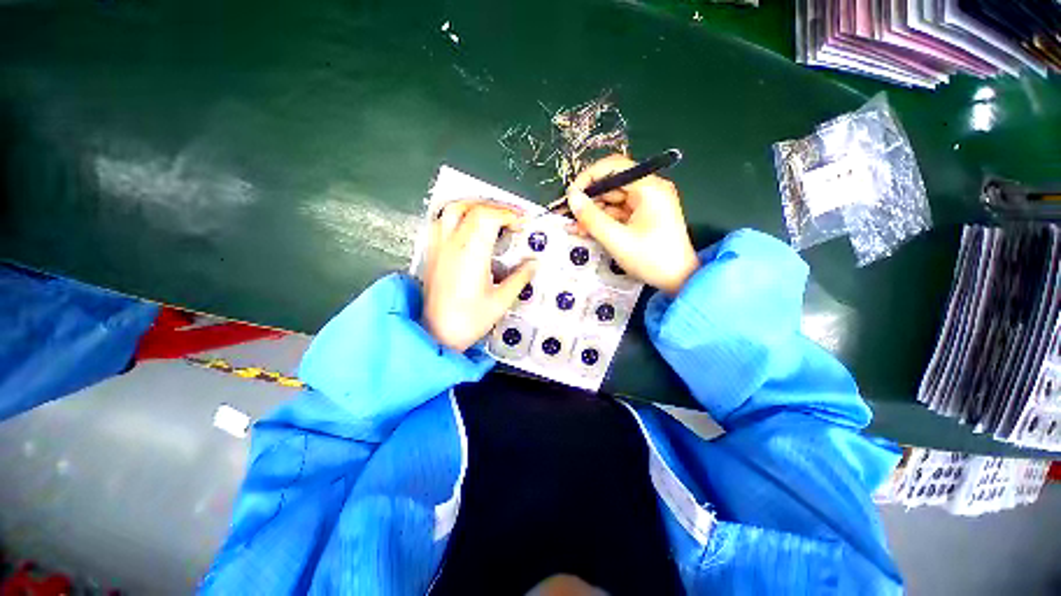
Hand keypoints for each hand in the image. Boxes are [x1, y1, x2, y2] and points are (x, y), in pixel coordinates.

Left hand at [422, 200, 536, 351]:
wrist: (435, 335)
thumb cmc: (468, 321)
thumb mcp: (501, 302)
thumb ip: (519, 279)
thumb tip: (533, 264)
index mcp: (471, 254)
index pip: (488, 217)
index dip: (508, 214)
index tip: (522, 222)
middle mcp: (452, 245)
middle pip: (472, 208)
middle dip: (496, 208)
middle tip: (513, 218)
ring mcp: (439, 247)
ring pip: (452, 209)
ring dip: (475, 205)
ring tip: (492, 215)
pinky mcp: (432, 253)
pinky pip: (441, 221)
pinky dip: (458, 215)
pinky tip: (468, 226)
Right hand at [566, 154, 699, 294]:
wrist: (679, 280)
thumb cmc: (650, 259)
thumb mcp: (616, 239)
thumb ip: (591, 217)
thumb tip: (571, 197)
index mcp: (649, 188)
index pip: (613, 167)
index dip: (588, 177)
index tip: (571, 195)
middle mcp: (649, 189)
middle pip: (612, 184)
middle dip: (590, 199)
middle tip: (572, 217)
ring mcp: (648, 202)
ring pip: (613, 199)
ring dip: (594, 212)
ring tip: (578, 228)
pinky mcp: (645, 215)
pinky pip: (619, 212)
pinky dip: (604, 220)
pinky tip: (590, 230)